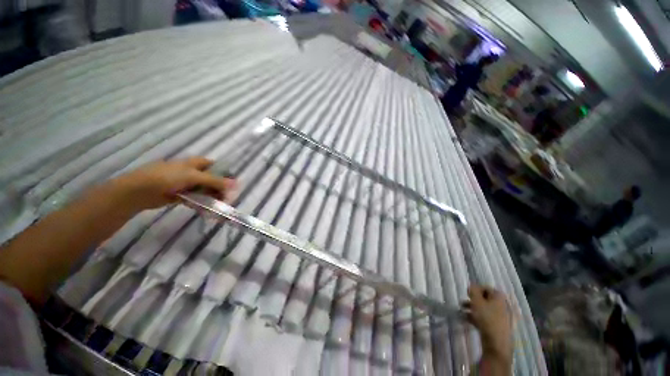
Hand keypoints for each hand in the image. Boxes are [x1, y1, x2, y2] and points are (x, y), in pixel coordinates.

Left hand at [110, 157, 236, 210]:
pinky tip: (207, 209)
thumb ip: (215, 181)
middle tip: (226, 199)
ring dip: (212, 197)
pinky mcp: (181, 195)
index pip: (216, 166)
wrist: (139, 191)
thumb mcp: (194, 177)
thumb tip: (236, 184)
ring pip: (205, 190)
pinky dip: (202, 203)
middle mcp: (193, 172)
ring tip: (218, 206)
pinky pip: (196, 198)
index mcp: (196, 163)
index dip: (225, 174)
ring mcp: (186, 184)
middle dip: (220, 188)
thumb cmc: (167, 177)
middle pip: (212, 179)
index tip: (233, 185)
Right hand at [462, 285, 512, 363]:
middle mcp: (502, 305)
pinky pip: (486, 318)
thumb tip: (472, 286)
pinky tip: (467, 319)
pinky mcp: (498, 326)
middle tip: (464, 302)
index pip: (486, 288)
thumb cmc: (486, 317)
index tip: (467, 294)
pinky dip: (477, 317)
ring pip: (484, 309)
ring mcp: (501, 317)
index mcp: (499, 297)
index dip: (475, 289)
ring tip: (462, 311)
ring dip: (473, 308)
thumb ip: (473, 290)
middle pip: (485, 299)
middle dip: (473, 300)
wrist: (496, 342)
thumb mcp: (476, 300)